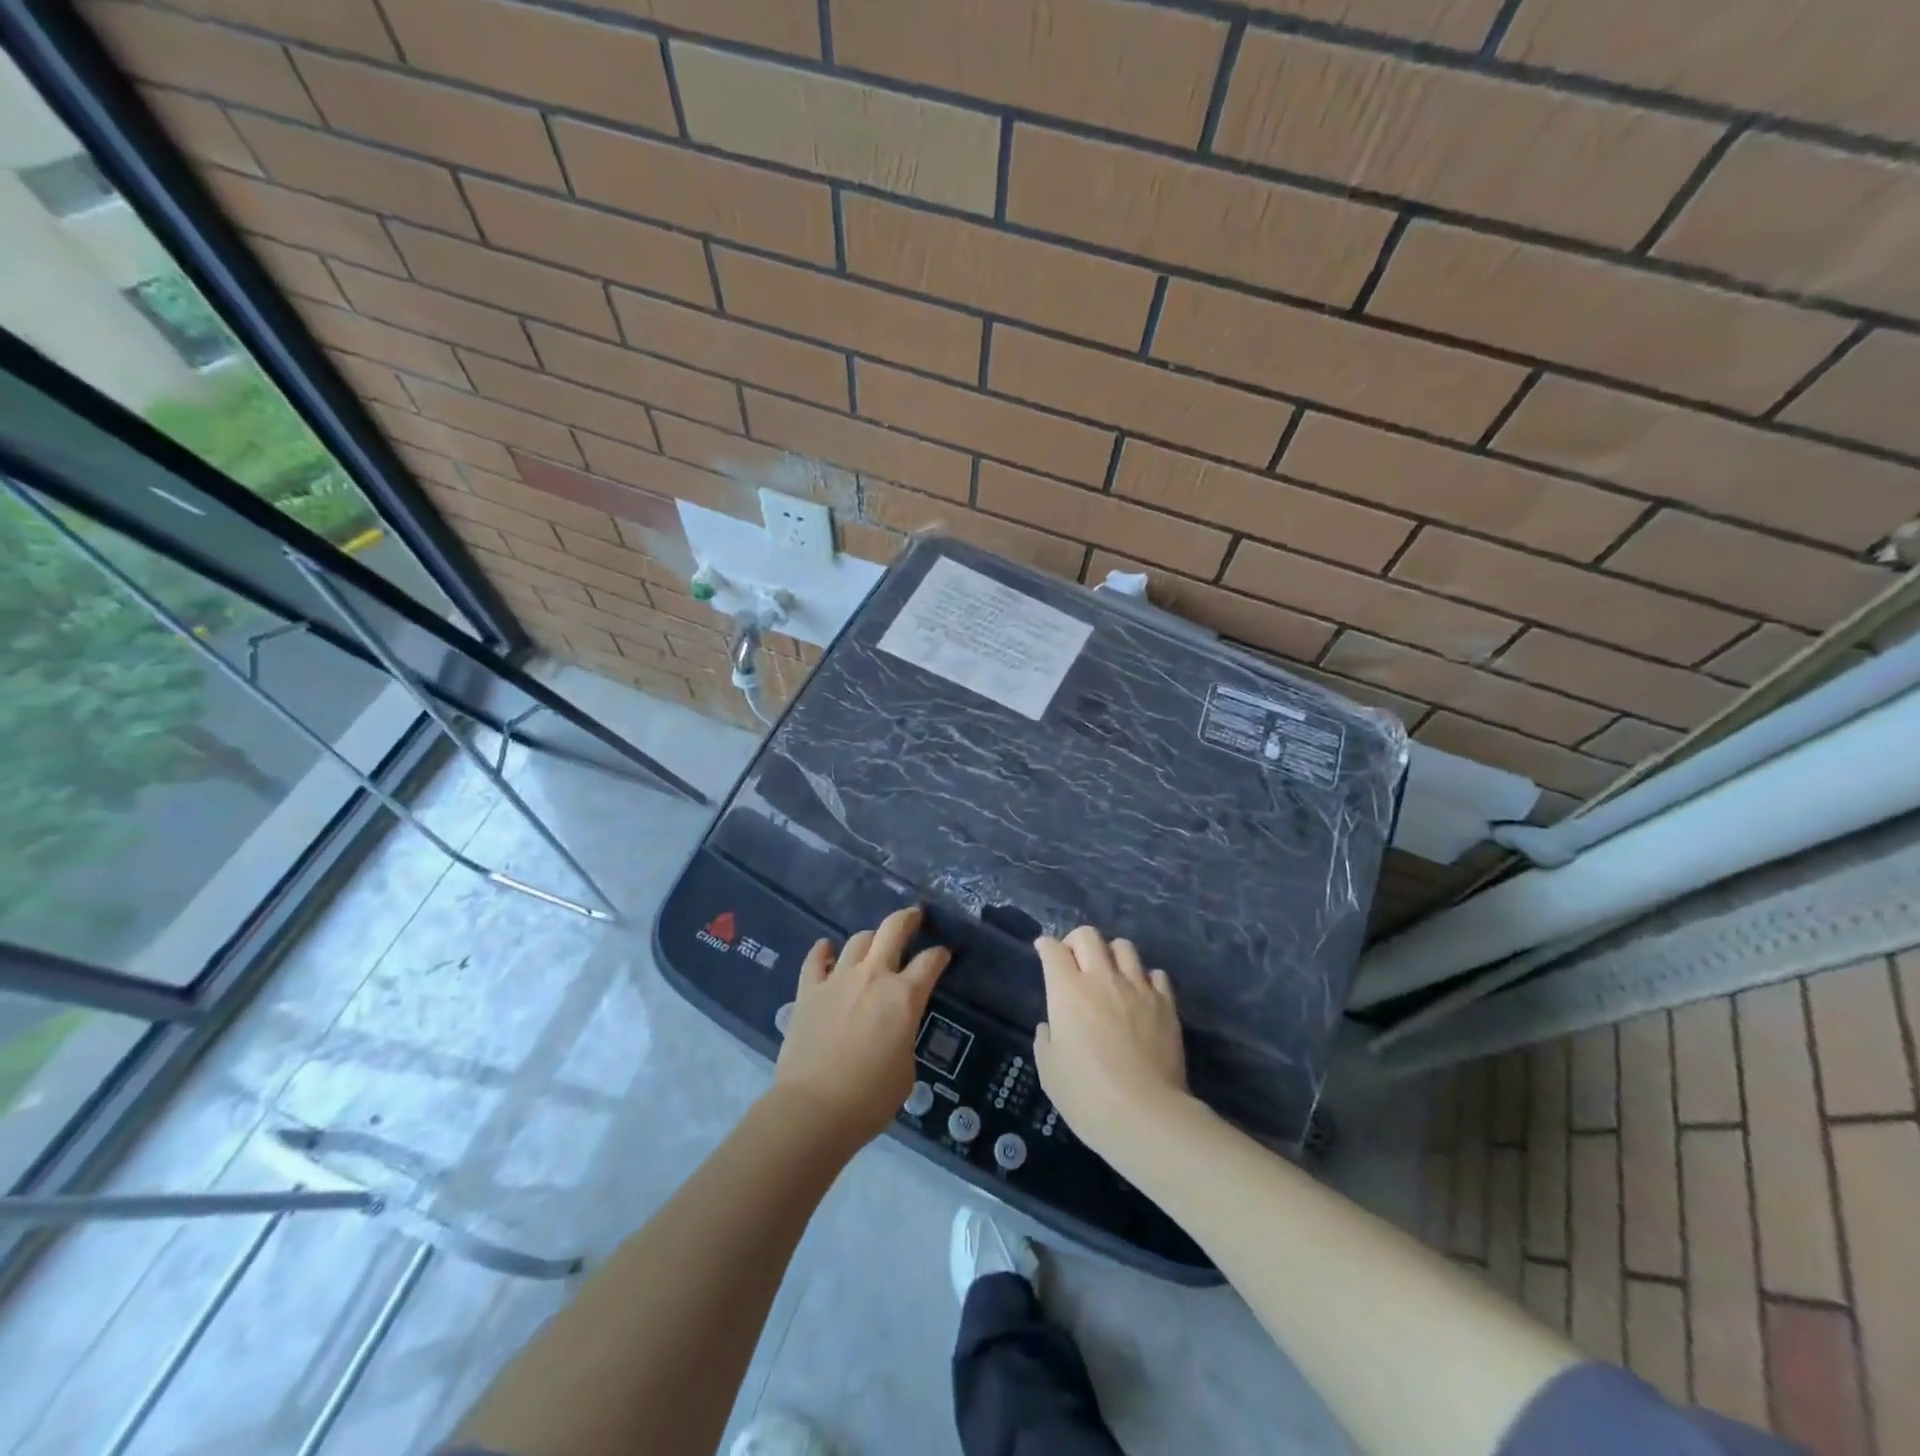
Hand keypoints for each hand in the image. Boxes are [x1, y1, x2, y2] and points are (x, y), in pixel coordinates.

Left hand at [773, 906, 949, 1143]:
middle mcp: (873, 977)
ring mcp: (838, 979)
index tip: (943, 954)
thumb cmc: (870, 1098)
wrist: (814, 1109)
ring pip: (857, 940)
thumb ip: (904, 1036)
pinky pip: (816, 959)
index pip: (930, 962)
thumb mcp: (906, 1069)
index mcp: (904, 997)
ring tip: (872, 943)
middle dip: (908, 918)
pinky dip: (824, 950)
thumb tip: (894, 1029)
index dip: (941, 955)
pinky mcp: (808, 990)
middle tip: (914, 916)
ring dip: (870, 938)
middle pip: (893, 930)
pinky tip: (826, 949)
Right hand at [1032, 927, 1190, 1162]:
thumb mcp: (1050, 1071)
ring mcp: (1137, 988)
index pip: (1053, 950)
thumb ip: (1046, 1040)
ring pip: (1124, 947)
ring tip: (1110, 973)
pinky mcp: (1166, 1004)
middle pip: (1088, 935)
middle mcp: (1102, 979)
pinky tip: (1141, 995)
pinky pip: (1156, 974)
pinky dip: (1145, 978)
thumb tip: (1052, 1027)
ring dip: (1112, 954)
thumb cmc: (1086, 1096)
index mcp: (1068, 991)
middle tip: (1074, 960)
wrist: (1145, 1115)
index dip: (1045, 946)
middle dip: (1076, 940)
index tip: (1043, 950)